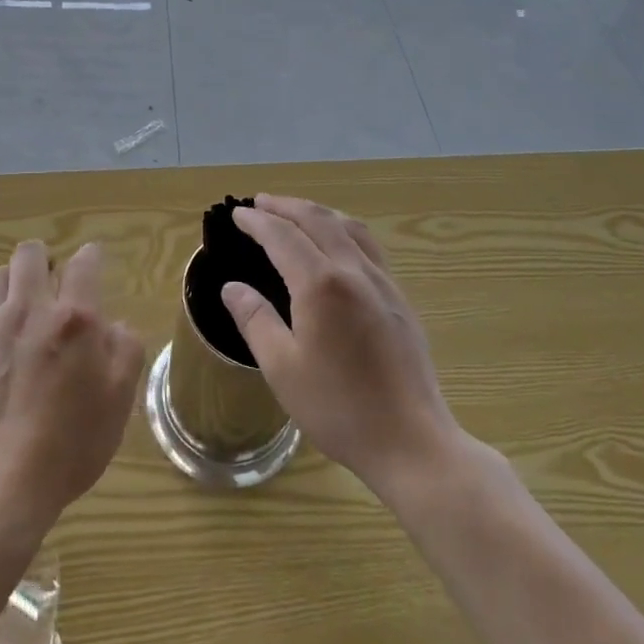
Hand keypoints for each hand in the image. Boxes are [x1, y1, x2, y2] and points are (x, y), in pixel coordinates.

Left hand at [0, 241, 144, 540]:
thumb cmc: (68, 446)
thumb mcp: (118, 402)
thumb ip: (126, 350)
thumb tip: (115, 324)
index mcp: (75, 318)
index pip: (85, 262)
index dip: (92, 258)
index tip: (93, 265)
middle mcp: (29, 308)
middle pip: (30, 253)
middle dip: (43, 260)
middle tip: (50, 285)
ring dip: (10, 286)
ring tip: (16, 311)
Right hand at [223, 195, 460, 496]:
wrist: (411, 441)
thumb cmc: (339, 408)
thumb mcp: (282, 369)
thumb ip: (255, 320)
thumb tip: (232, 287)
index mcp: (321, 284)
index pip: (282, 236)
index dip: (257, 222)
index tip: (237, 214)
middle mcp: (353, 270)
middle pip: (317, 219)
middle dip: (285, 206)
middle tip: (260, 202)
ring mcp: (382, 281)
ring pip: (348, 226)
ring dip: (317, 212)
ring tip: (296, 213)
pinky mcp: (399, 297)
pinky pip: (367, 245)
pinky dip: (342, 229)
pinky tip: (337, 245)